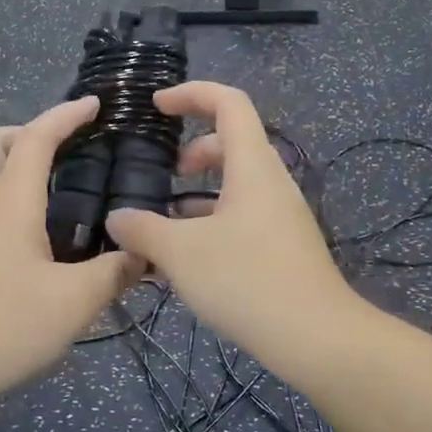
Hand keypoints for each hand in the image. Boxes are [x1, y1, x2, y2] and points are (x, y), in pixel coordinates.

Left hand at [0, 96, 142, 402]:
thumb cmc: (4, 326)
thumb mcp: (75, 301)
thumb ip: (114, 273)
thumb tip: (145, 256)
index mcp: (10, 205)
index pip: (34, 139)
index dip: (64, 115)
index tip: (95, 105)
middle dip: (25, 132)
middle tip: (64, 148)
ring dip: (21, 171)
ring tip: (69, 195)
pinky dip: (21, 209)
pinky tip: (54, 245)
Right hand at [104, 82, 358, 359]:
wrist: (316, 337)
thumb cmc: (247, 280)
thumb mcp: (181, 253)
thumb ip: (143, 230)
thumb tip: (116, 219)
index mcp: (252, 166)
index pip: (228, 103)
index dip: (192, 94)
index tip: (156, 105)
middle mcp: (271, 182)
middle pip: (233, 142)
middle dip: (195, 149)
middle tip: (166, 173)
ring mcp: (281, 215)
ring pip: (238, 183)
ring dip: (201, 191)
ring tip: (167, 221)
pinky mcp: (283, 246)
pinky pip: (244, 215)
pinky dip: (214, 220)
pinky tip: (190, 258)